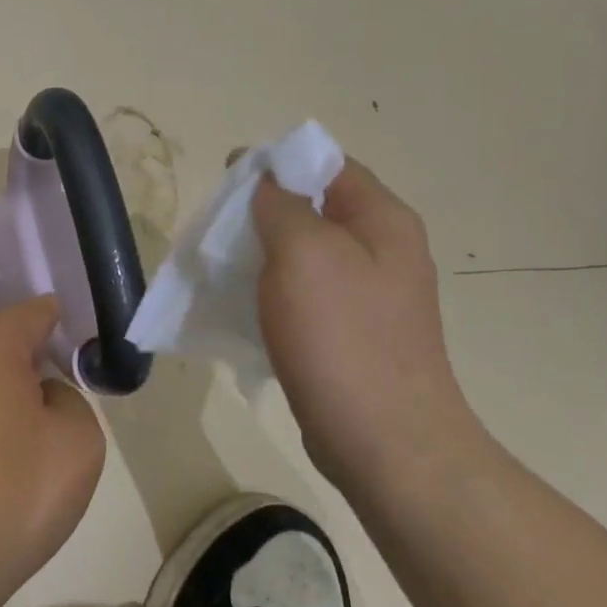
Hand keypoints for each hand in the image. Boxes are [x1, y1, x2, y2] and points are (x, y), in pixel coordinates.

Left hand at [0, 297, 105, 606]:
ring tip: (44, 422)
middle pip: (2, 343)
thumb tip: (42, 398)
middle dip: (36, 356)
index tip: (85, 337)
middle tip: (71, 379)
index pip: (31, 313)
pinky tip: (9, 456)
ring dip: (13, 392)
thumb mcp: (77, 441)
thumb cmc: (13, 492)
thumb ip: (71, 401)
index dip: (62, 319)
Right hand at [252, 159, 482, 499]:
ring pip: (307, 254)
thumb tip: (263, 175)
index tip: (229, 182)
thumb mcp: (303, 252)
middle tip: (220, 229)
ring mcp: (372, 295)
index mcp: (382, 219)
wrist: (385, 442)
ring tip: (225, 267)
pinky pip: (307, 294)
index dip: (277, 164)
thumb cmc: (342, 336)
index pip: (327, 164)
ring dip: (265, 254)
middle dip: (265, 212)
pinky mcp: (354, 334)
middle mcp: (384, 250)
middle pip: (315, 208)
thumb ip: (280, 203)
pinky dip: (275, 291)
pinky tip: (247, 307)